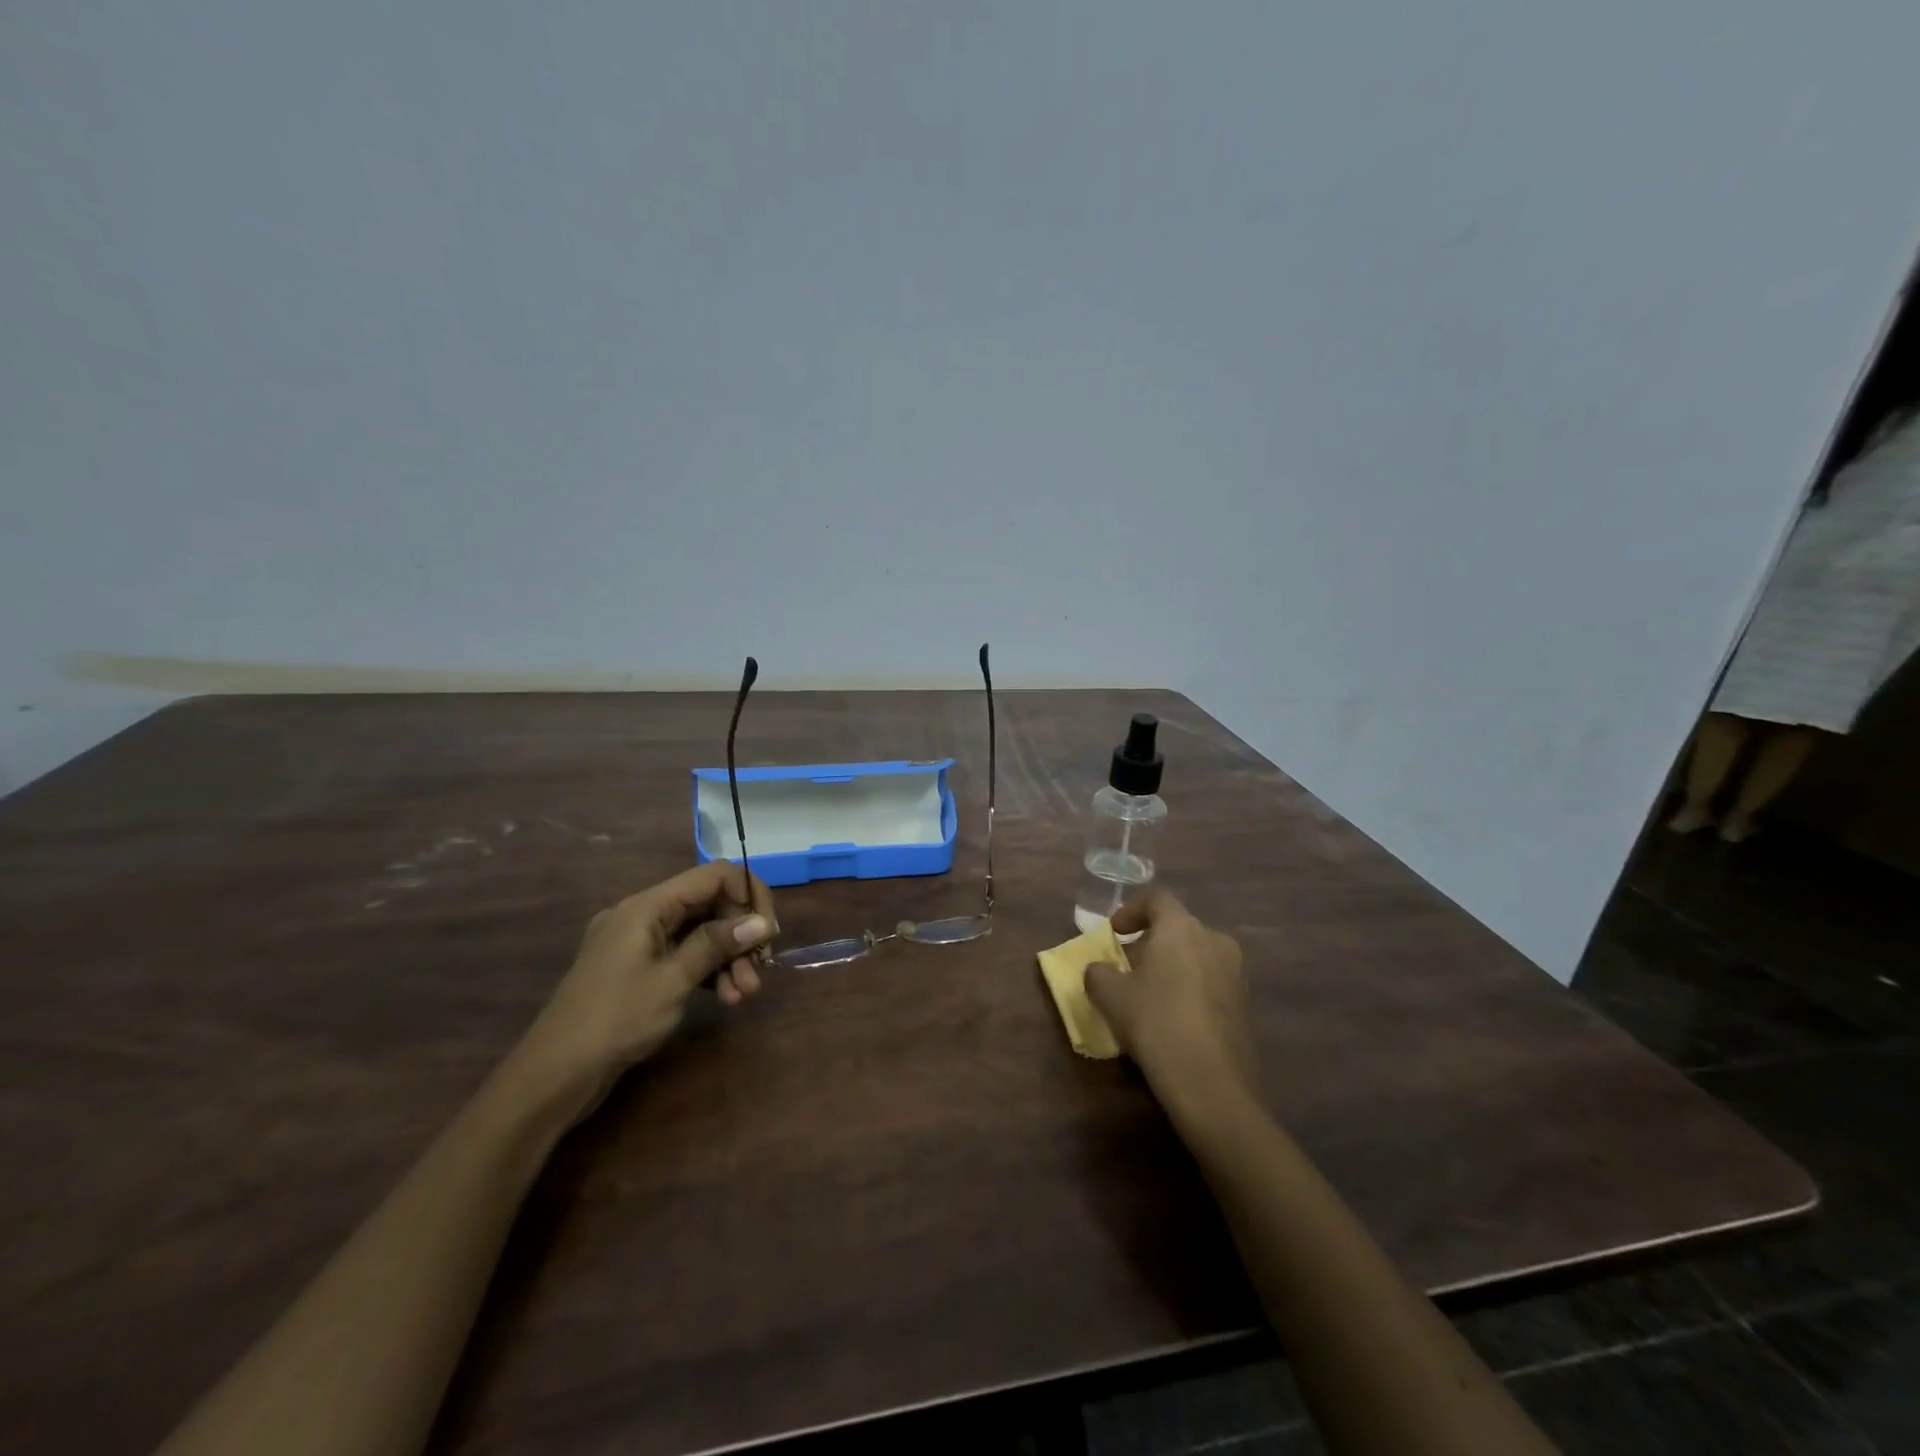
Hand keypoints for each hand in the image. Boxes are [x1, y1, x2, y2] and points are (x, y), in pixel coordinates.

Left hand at [520, 863, 777, 1098]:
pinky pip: (682, 955)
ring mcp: (638, 942)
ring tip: (744, 994)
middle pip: (709, 905)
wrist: (553, 1076)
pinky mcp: (637, 969)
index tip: (767, 932)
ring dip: (727, 958)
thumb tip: (761, 923)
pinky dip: (707, 971)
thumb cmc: (616, 1020)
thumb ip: (717, 944)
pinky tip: (725, 997)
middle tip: (760, 970)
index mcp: (647, 905)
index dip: (748, 896)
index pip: (714, 876)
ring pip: (699, 933)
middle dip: (739, 934)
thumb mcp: (673, 980)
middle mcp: (643, 914)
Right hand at [1086, 889, 1257, 1111]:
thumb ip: (1097, 972)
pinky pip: (1210, 983)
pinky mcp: (1246, 1005)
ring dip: (1171, 967)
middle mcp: (1214, 940)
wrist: (1212, 1084)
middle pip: (1178, 928)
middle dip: (1150, 943)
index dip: (1131, 910)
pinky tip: (1172, 1018)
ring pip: (1196, 956)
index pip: (1156, 899)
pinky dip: (1189, 989)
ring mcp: (1236, 973)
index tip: (1113, 933)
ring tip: (1147, 994)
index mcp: (1182, 927)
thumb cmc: (1155, 1022)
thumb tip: (1099, 970)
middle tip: (1126, 967)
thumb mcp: (1109, 995)